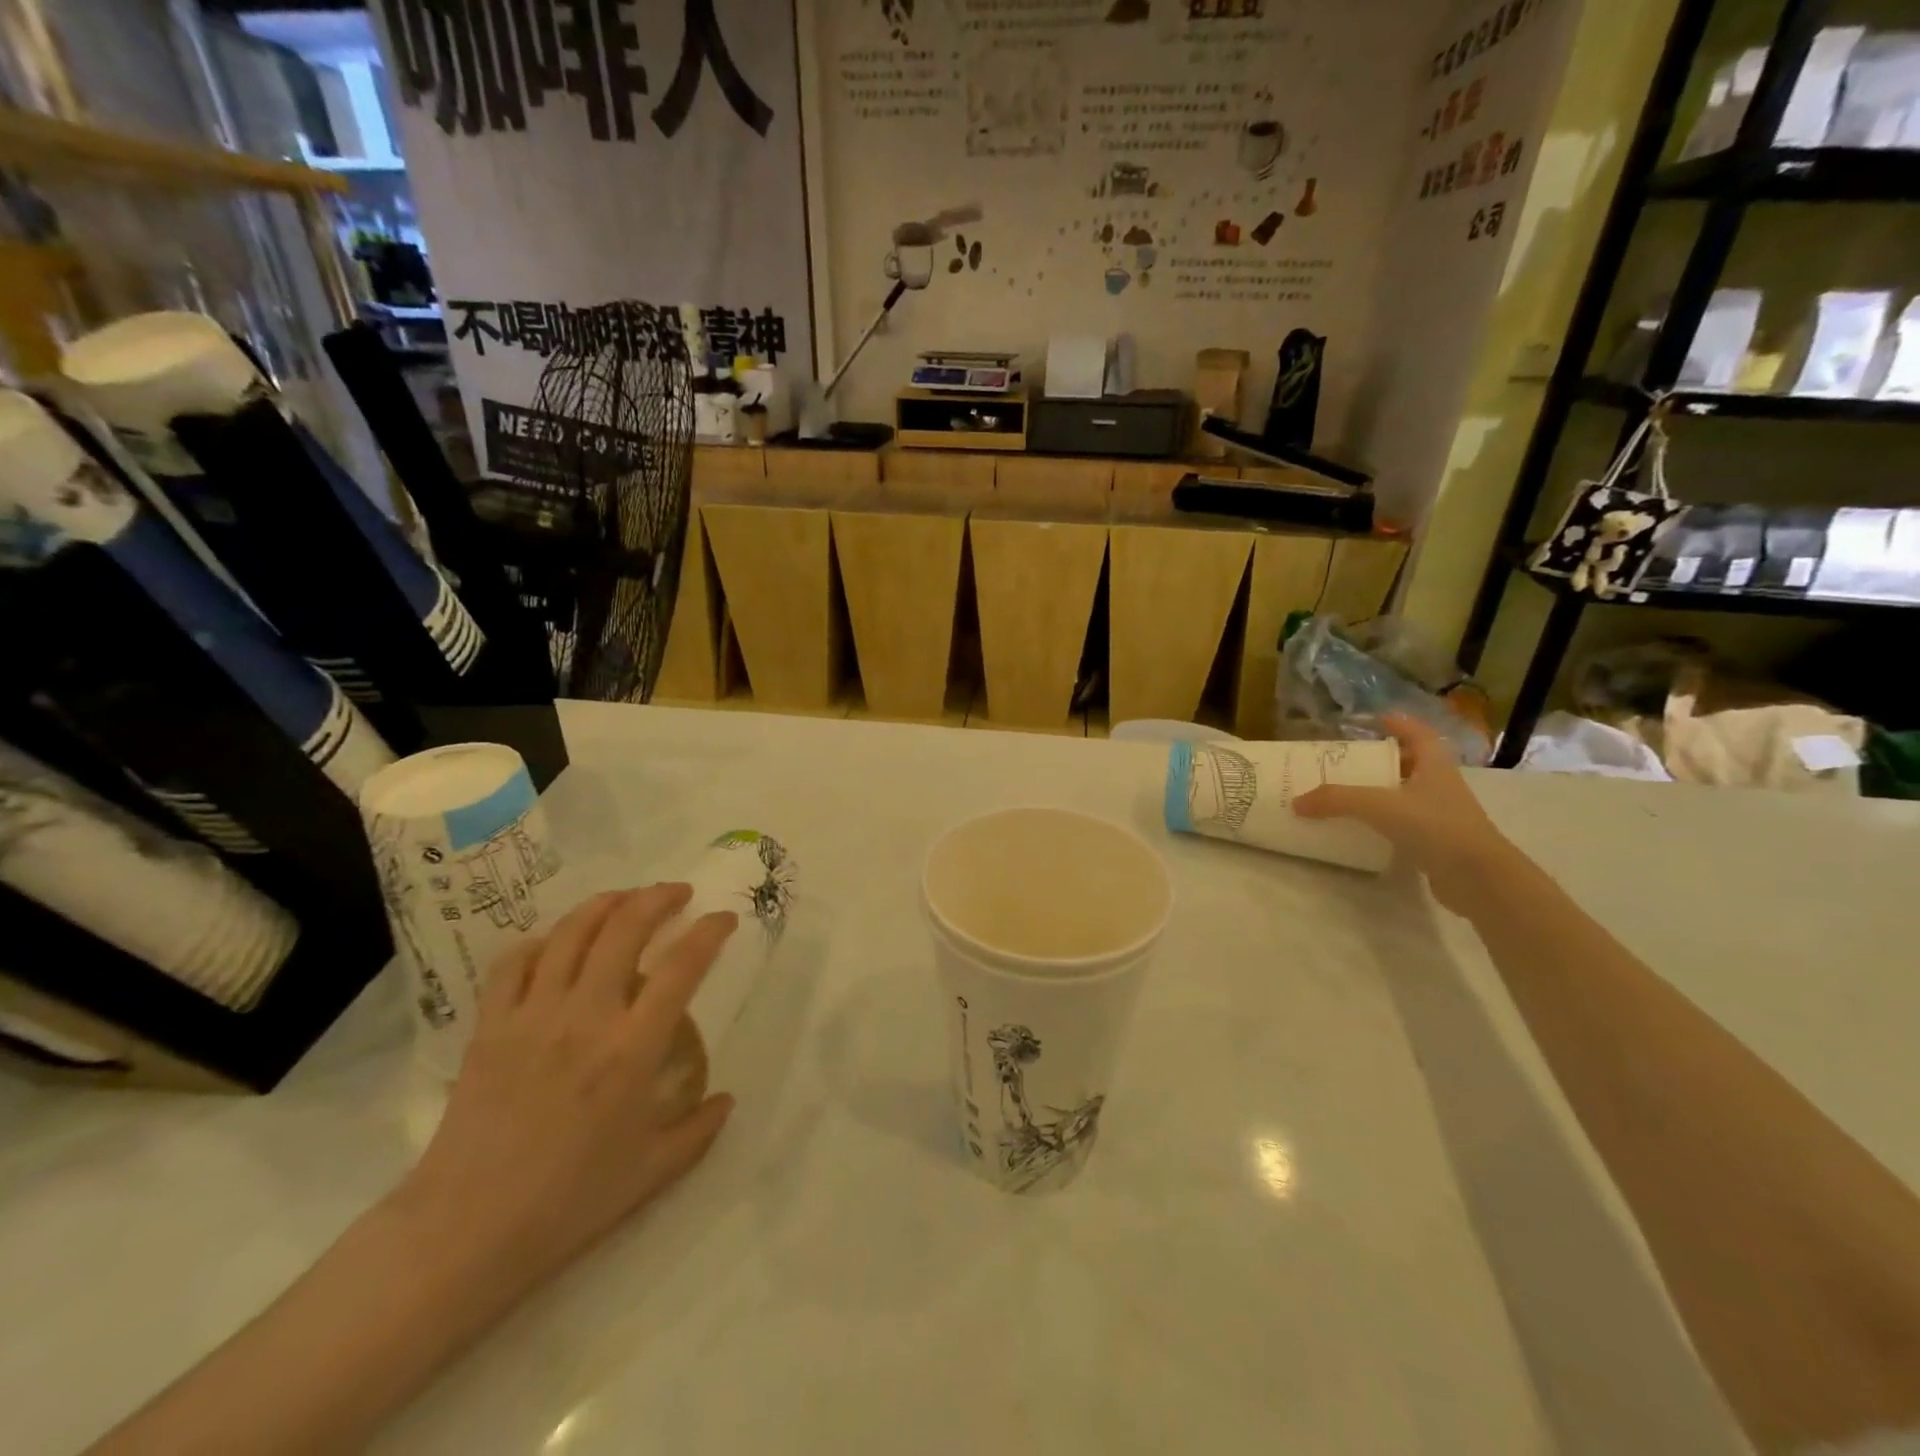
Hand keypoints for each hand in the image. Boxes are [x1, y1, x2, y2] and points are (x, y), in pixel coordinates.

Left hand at [393, 885, 737, 1293]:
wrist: (464, 1232)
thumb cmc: (568, 1203)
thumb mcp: (653, 1172)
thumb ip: (699, 1129)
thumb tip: (727, 1099)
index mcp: (632, 1049)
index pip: (682, 966)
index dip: (710, 932)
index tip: (725, 919)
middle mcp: (586, 1017)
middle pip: (625, 928)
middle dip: (658, 898)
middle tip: (678, 893)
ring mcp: (532, 1016)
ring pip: (571, 932)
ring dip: (605, 904)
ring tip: (626, 899)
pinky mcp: (489, 1027)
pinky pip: (514, 962)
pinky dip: (541, 941)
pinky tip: (556, 944)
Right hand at [1293, 714, 1518, 913]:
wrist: (1479, 879)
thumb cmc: (1435, 827)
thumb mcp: (1380, 806)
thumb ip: (1337, 800)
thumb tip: (1296, 802)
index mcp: (1434, 765)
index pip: (1418, 734)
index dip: (1399, 724)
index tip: (1376, 720)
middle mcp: (1440, 786)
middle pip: (1411, 764)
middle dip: (1382, 760)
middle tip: (1349, 761)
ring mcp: (1441, 816)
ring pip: (1406, 795)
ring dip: (1380, 793)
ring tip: (1347, 794)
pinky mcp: (1436, 843)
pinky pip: (1403, 824)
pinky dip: (1382, 823)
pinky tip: (1361, 829)